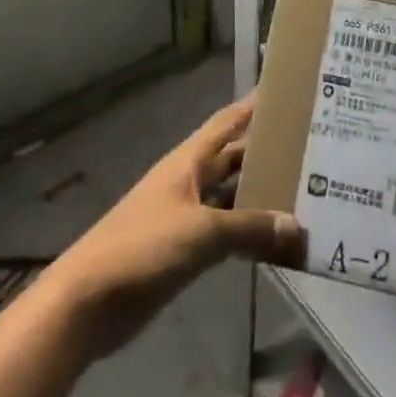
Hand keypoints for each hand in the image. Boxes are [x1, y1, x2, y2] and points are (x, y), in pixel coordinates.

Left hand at [40, 95, 302, 360]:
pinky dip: (246, 234)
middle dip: (264, 154)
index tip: (285, 93)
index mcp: (188, 162)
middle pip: (232, 160)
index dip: (252, 106)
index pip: (226, 123)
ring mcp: (184, 217)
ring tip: (303, 194)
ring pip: (230, 198)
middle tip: (309, 150)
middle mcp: (188, 182)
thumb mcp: (202, 232)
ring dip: (259, 197)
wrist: (87, 303)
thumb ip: (249, 228)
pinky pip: (223, 233)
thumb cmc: (143, 248)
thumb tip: (296, 226)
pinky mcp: (181, 251)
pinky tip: (273, 240)